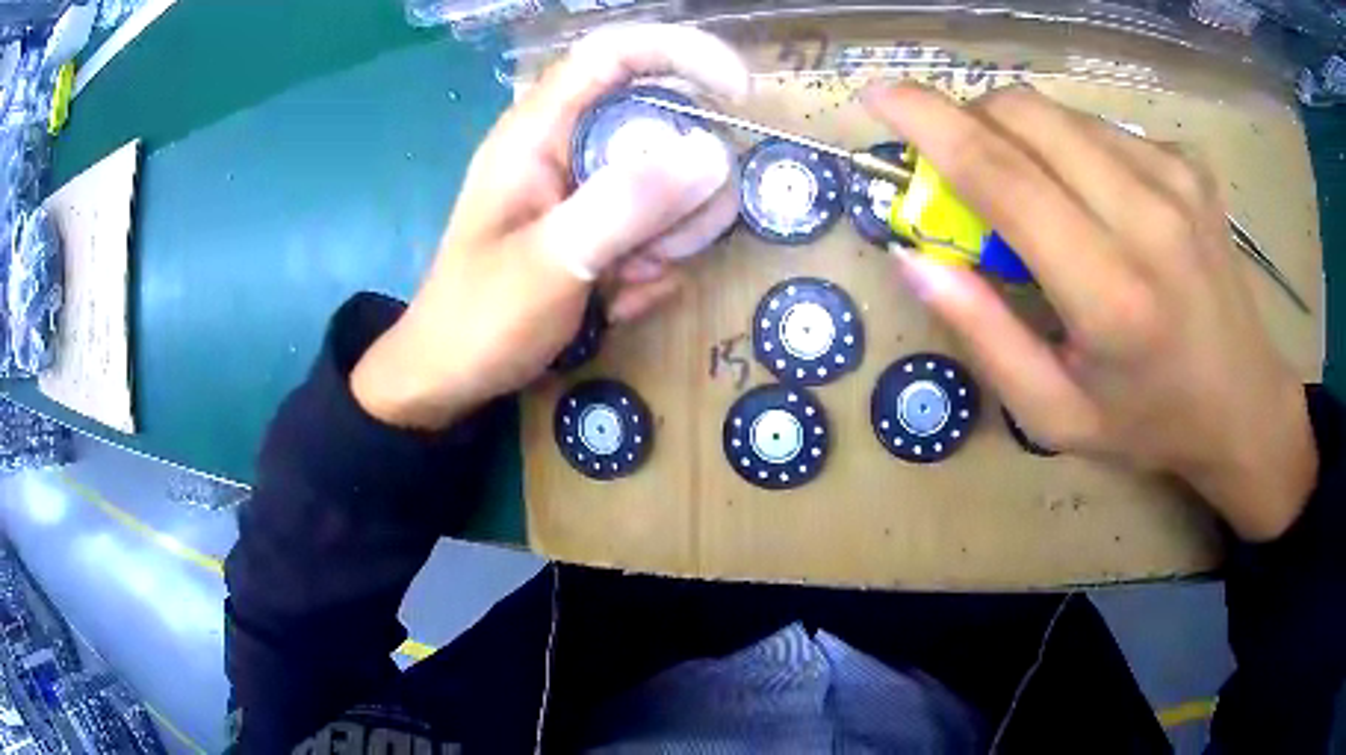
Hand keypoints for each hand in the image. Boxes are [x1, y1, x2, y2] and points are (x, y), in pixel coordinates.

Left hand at [351, 25, 748, 430]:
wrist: (449, 379)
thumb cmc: (478, 318)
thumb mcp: (552, 261)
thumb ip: (626, 204)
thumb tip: (713, 153)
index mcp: (539, 131)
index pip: (615, 53)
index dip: (681, 54)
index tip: (738, 93)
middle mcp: (567, 147)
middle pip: (660, 125)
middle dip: (683, 188)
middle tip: (661, 246)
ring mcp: (585, 190)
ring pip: (668, 185)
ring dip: (669, 238)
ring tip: (625, 282)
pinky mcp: (597, 228)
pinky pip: (656, 231)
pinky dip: (651, 269)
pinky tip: (615, 302)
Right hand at [866, 84, 1316, 540]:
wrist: (1245, 404)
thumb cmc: (1149, 422)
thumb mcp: (1054, 413)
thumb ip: (984, 334)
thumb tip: (913, 257)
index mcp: (1110, 293)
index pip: (1002, 175)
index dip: (929, 124)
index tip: (878, 95)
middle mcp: (1147, 216)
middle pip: (1026, 116)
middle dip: (970, 120)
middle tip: (961, 164)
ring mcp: (1176, 178)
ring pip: (1061, 114)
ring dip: (1022, 135)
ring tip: (1036, 193)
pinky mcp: (1189, 163)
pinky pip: (1102, 128)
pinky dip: (1071, 147)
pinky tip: (1094, 198)